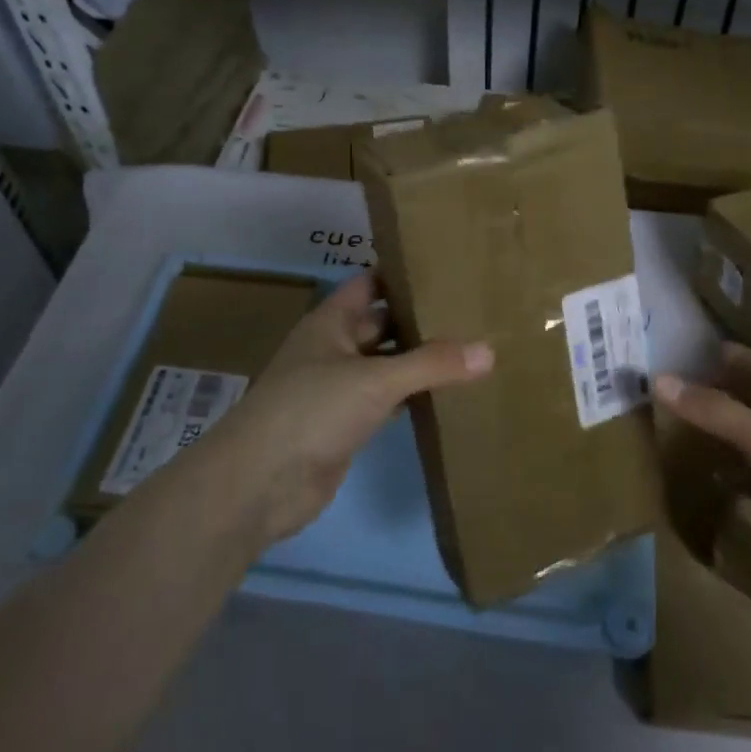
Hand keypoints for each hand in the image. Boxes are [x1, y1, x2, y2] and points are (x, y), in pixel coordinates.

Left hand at [200, 272, 493, 548]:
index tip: (447, 267)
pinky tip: (446, 394)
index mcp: (331, 322)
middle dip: (419, 319)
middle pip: (382, 324)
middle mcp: (333, 349)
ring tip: (470, 348)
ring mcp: (338, 388)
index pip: (370, 284)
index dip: (402, 275)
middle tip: (472, 311)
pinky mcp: (346, 425)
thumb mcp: (375, 379)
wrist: (260, 484)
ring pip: (386, 364)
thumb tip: (489, 350)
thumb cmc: (312, 410)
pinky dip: (411, 396)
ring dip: (418, 360)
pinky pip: (386, 400)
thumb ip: (432, 364)